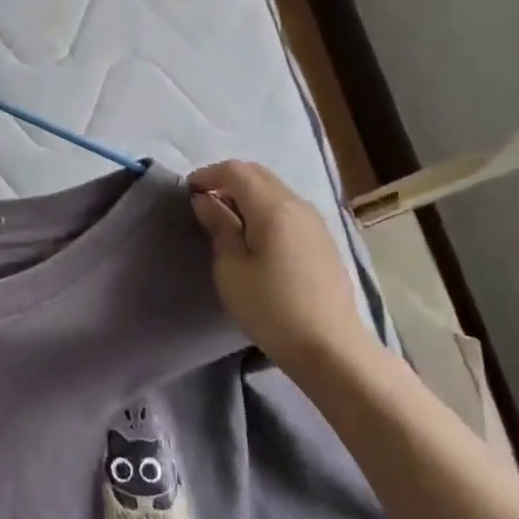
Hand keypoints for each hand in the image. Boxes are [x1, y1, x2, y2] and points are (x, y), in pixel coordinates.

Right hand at [189, 160, 370, 371]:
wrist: (330, 347)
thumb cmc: (270, 308)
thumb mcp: (231, 269)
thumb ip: (219, 227)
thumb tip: (205, 200)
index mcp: (273, 208)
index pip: (236, 171)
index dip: (208, 175)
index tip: (188, 192)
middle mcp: (297, 205)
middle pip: (258, 174)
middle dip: (227, 180)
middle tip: (204, 202)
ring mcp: (315, 221)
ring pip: (275, 189)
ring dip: (247, 193)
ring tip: (227, 219)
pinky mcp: (322, 239)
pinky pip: (288, 207)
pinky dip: (265, 207)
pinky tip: (255, 235)